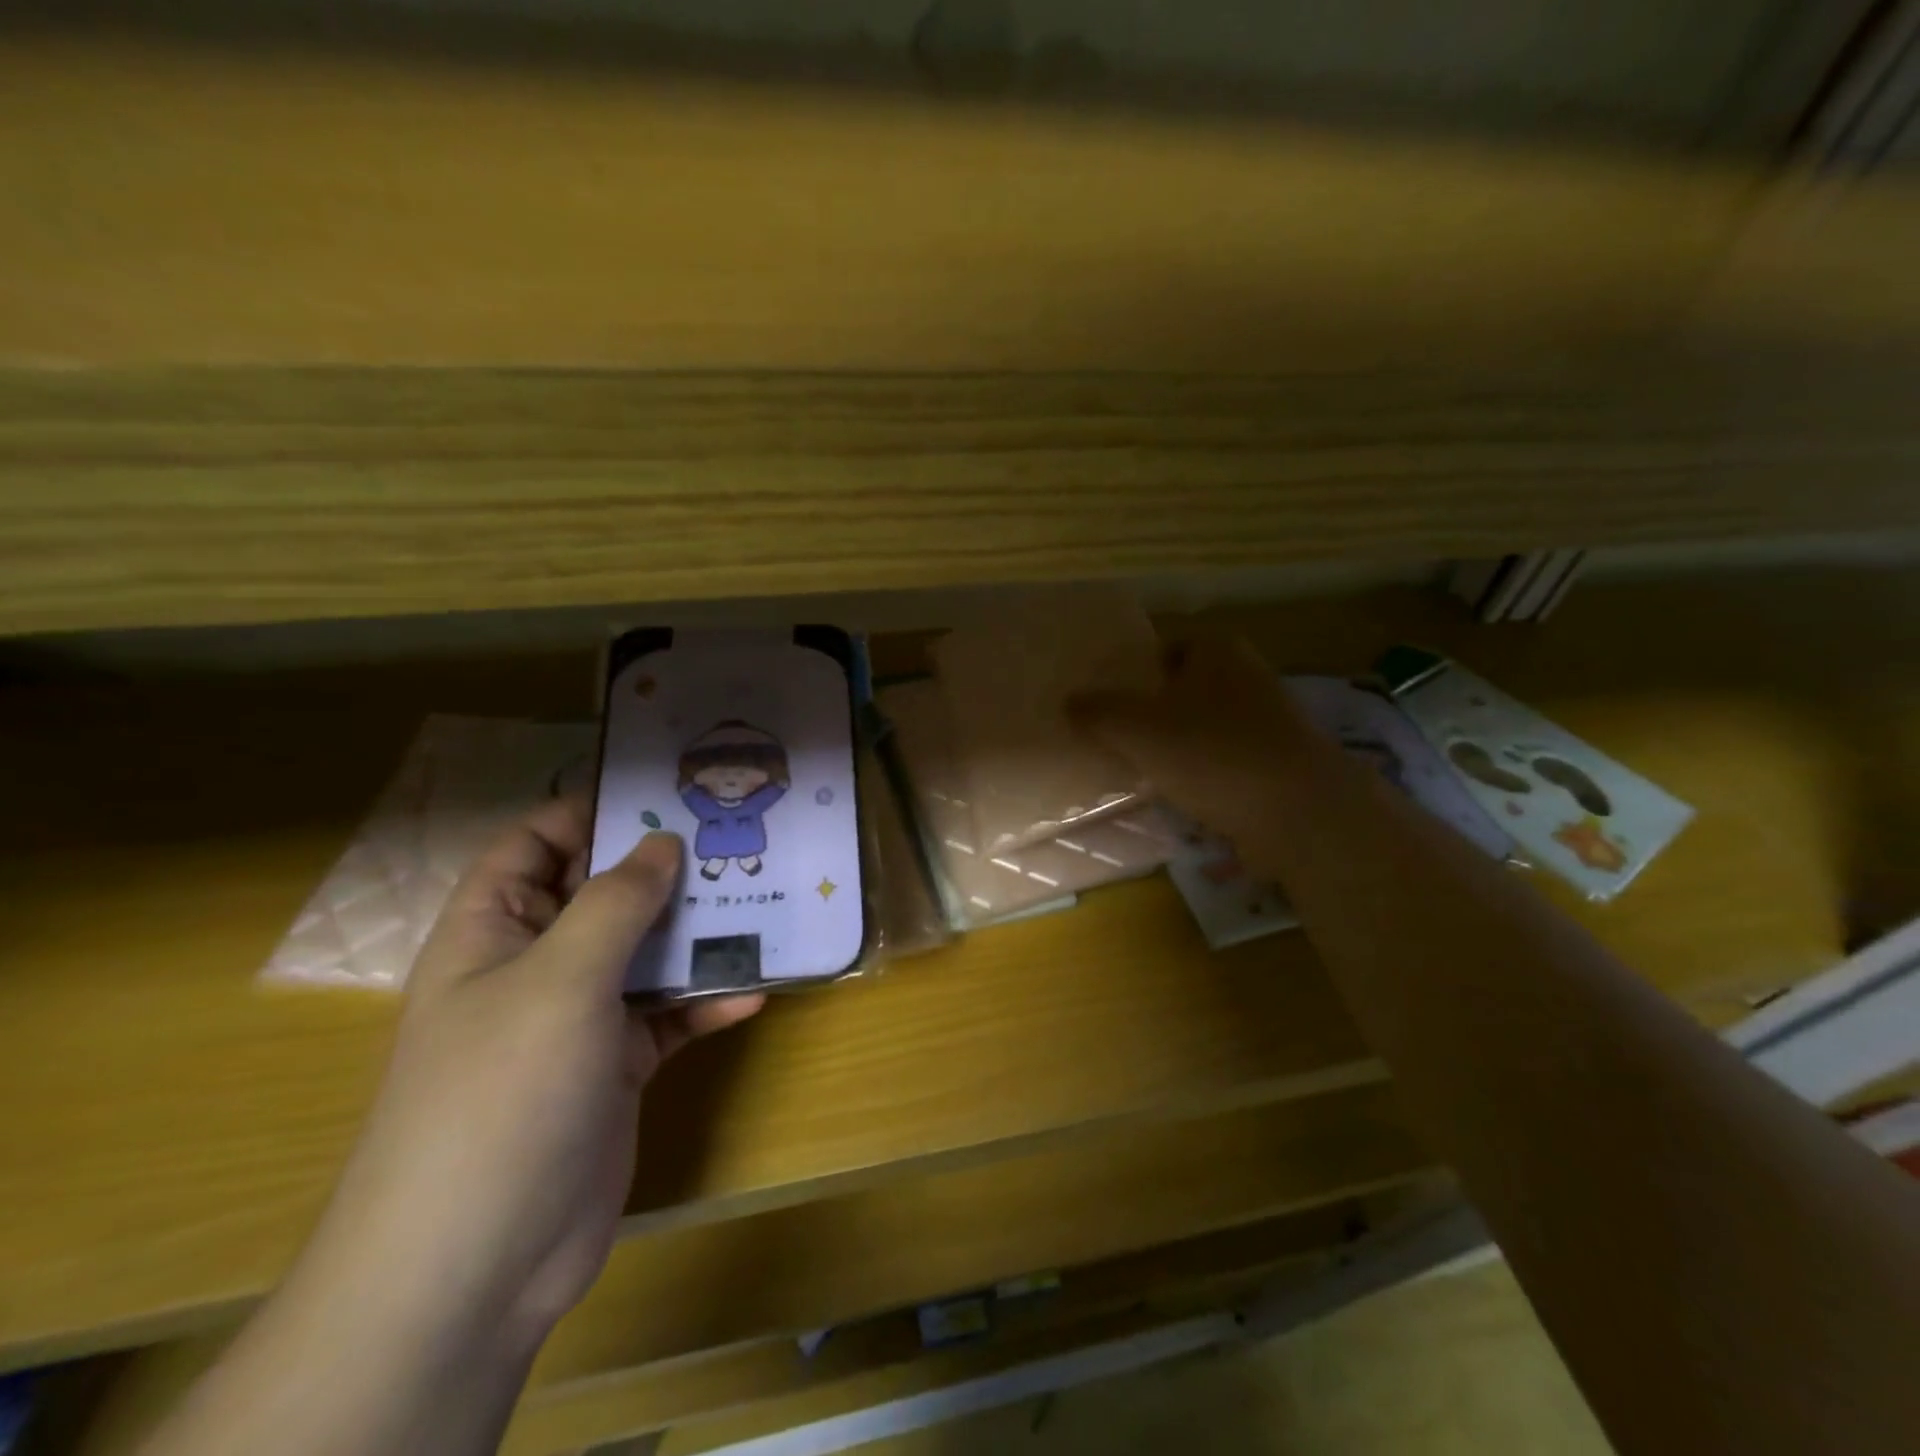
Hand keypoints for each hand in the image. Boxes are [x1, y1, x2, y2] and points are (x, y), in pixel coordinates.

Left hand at [308, 797, 762, 1350]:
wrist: (477, 1264)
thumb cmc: (502, 1093)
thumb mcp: (561, 979)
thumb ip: (617, 902)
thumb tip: (662, 842)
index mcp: (494, 929)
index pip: (536, 843)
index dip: (591, 811)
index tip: (665, 792)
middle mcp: (535, 964)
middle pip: (603, 894)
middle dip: (665, 870)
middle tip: (735, 839)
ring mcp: (578, 1018)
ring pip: (645, 953)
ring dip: (697, 935)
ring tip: (761, 904)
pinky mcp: (616, 1066)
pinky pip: (668, 1015)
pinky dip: (705, 1002)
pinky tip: (754, 991)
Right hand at [1068, 634, 1319, 844]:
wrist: (1300, 813)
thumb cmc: (1212, 754)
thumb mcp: (1138, 729)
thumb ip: (1099, 712)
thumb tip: (1069, 702)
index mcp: (1217, 650)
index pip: (1163, 648)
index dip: (1132, 674)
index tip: (1106, 704)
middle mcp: (1246, 674)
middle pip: (1182, 688)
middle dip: (1151, 712)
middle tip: (1115, 738)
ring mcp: (1267, 720)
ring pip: (1202, 726)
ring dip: (1175, 746)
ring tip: (1140, 770)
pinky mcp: (1276, 761)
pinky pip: (1223, 759)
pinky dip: (1202, 773)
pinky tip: (1179, 795)